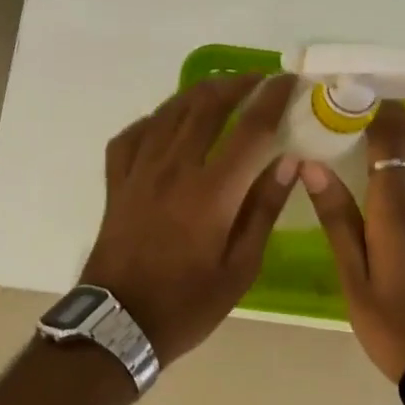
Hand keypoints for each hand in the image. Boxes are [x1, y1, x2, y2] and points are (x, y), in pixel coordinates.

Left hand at [82, 74, 299, 362]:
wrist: (119, 324)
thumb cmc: (188, 303)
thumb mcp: (241, 268)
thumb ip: (264, 210)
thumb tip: (289, 162)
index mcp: (212, 192)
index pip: (250, 129)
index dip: (272, 98)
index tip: (288, 81)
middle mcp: (174, 169)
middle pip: (207, 107)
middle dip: (236, 85)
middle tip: (258, 80)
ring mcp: (139, 172)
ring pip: (169, 112)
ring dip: (198, 93)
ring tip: (220, 89)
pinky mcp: (116, 182)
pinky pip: (133, 135)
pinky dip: (154, 120)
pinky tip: (166, 122)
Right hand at [300, 102, 404, 381]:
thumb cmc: (394, 323)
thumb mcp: (354, 276)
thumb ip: (337, 218)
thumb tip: (312, 166)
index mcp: (396, 206)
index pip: (388, 137)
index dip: (369, 109)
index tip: (342, 93)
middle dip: (386, 113)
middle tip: (349, 105)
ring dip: (402, 133)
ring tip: (366, 126)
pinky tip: (391, 166)